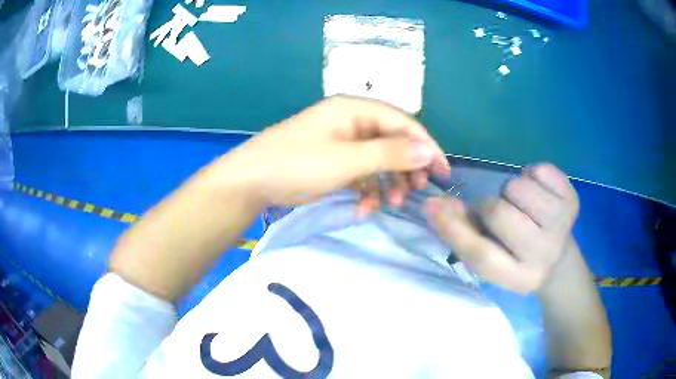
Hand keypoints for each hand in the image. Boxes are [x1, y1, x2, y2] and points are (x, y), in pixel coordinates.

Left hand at [224, 96, 449, 208]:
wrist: (249, 181)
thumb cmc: (297, 164)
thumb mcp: (347, 160)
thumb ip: (389, 153)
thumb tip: (427, 150)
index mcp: (354, 109)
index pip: (403, 122)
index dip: (426, 145)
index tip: (442, 172)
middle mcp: (350, 120)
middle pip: (392, 140)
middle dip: (407, 167)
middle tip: (416, 191)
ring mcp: (340, 141)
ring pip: (378, 159)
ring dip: (388, 182)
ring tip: (390, 205)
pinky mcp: (332, 160)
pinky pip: (360, 172)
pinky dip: (367, 190)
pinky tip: (364, 209)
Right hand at [425, 163, 578, 293]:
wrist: (559, 261)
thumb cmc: (517, 261)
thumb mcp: (490, 259)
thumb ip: (463, 234)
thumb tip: (433, 205)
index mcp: (518, 277)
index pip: (481, 253)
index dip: (454, 228)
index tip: (433, 207)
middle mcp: (544, 253)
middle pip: (498, 212)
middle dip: (488, 206)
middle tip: (497, 214)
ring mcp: (563, 224)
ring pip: (517, 186)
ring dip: (511, 191)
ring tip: (521, 207)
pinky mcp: (573, 200)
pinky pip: (540, 169)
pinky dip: (531, 175)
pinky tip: (538, 195)